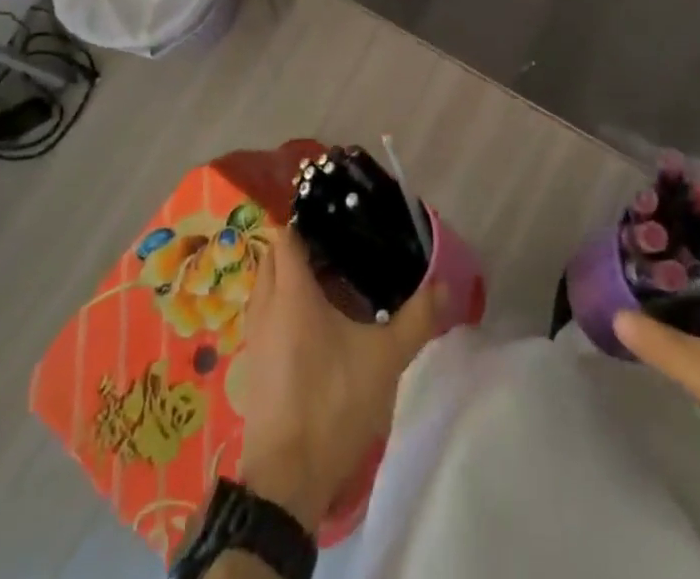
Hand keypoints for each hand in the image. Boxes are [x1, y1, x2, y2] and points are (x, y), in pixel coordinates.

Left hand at [230, 225, 443, 529]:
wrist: (287, 480)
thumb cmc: (332, 404)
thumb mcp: (384, 360)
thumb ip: (416, 319)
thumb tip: (445, 287)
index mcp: (291, 293)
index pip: (287, 235)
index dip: (307, 220)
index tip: (337, 219)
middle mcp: (266, 306)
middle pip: (274, 256)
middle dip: (302, 246)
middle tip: (341, 249)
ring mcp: (255, 337)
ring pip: (267, 286)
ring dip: (291, 276)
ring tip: (333, 282)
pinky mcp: (254, 364)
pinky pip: (266, 314)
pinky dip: (285, 305)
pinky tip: (318, 324)